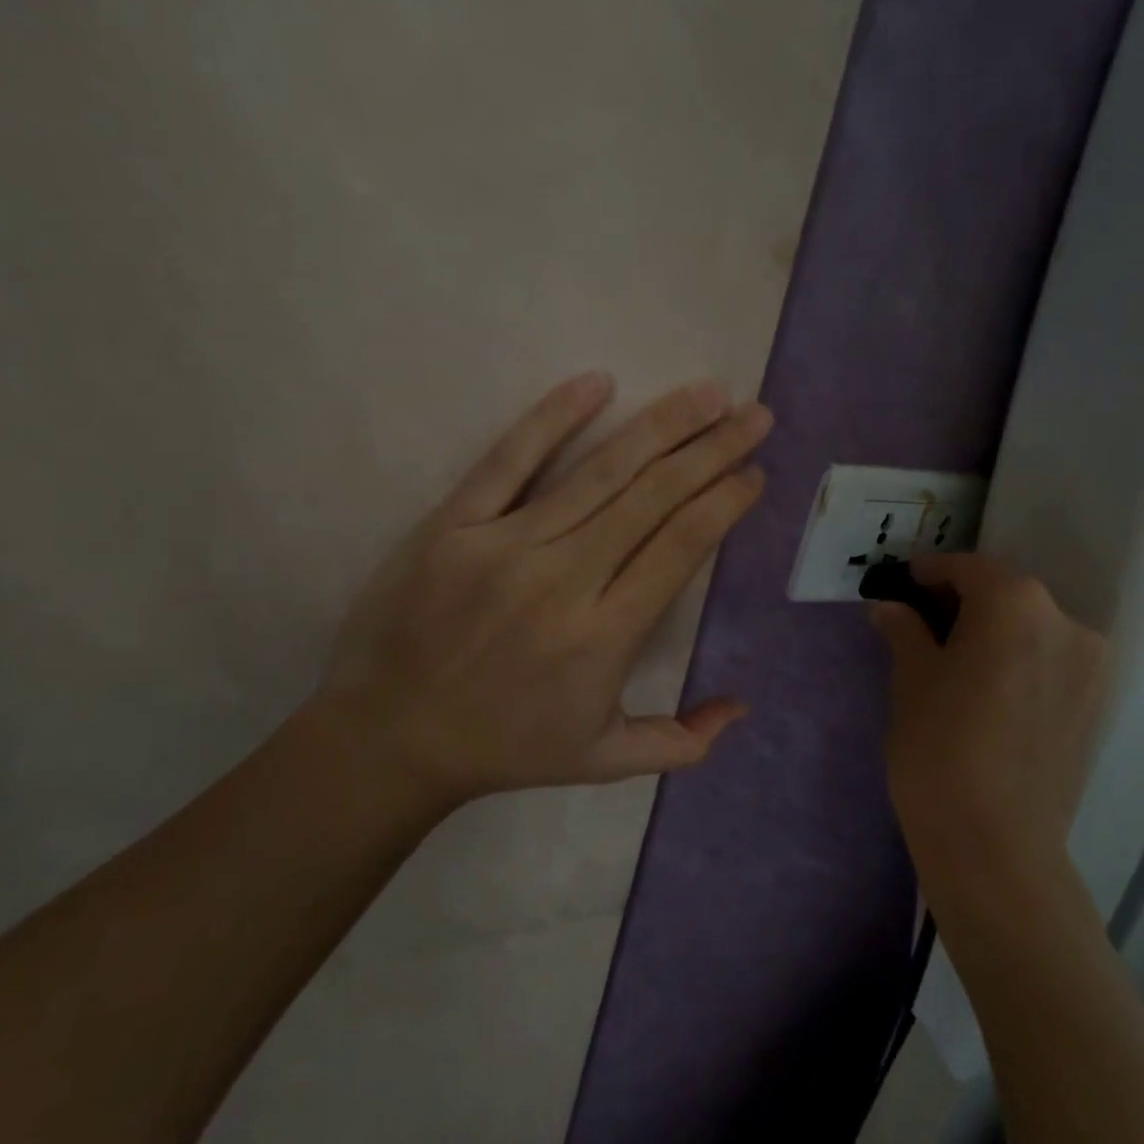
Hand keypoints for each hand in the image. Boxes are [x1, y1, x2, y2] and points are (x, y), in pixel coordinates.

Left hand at [314, 372, 769, 807]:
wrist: (388, 739)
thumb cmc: (505, 749)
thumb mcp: (603, 761)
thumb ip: (682, 740)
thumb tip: (743, 705)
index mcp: (604, 635)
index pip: (682, 546)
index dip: (725, 501)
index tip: (755, 472)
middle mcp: (564, 579)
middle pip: (654, 497)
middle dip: (713, 449)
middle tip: (755, 414)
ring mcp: (505, 545)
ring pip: (599, 472)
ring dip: (661, 426)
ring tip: (708, 393)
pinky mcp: (454, 524)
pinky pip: (509, 460)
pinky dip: (553, 417)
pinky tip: (597, 382)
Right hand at [870, 555, 1106, 908]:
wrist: (996, 846)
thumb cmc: (940, 749)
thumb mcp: (911, 679)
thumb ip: (905, 630)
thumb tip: (889, 606)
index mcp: (1016, 604)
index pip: (969, 568)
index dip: (931, 573)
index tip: (904, 582)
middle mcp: (1065, 621)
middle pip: (1005, 595)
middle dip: (962, 602)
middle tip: (921, 621)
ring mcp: (1090, 665)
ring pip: (1030, 629)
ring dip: (992, 632)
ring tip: (953, 658)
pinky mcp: (1097, 705)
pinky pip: (1050, 661)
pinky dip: (1018, 660)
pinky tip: (987, 688)